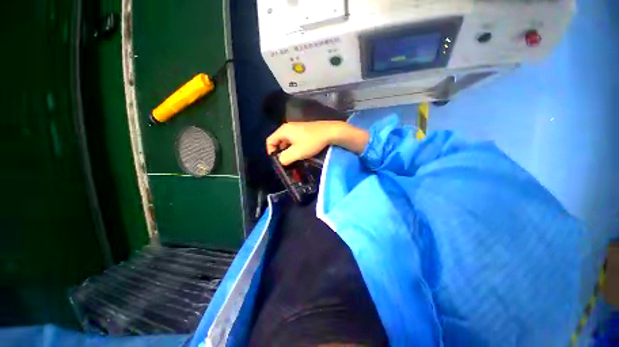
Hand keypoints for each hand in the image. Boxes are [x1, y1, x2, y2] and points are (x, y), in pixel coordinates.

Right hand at [266, 121, 368, 164]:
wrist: (330, 132)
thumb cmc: (311, 142)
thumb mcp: (297, 153)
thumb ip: (285, 158)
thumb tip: (280, 160)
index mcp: (283, 130)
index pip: (270, 141)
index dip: (270, 151)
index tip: (277, 161)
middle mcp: (288, 127)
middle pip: (277, 140)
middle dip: (279, 152)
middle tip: (284, 161)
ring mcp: (296, 127)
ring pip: (286, 140)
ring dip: (287, 150)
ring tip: (292, 158)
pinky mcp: (303, 130)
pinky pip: (293, 139)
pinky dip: (293, 146)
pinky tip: (300, 152)